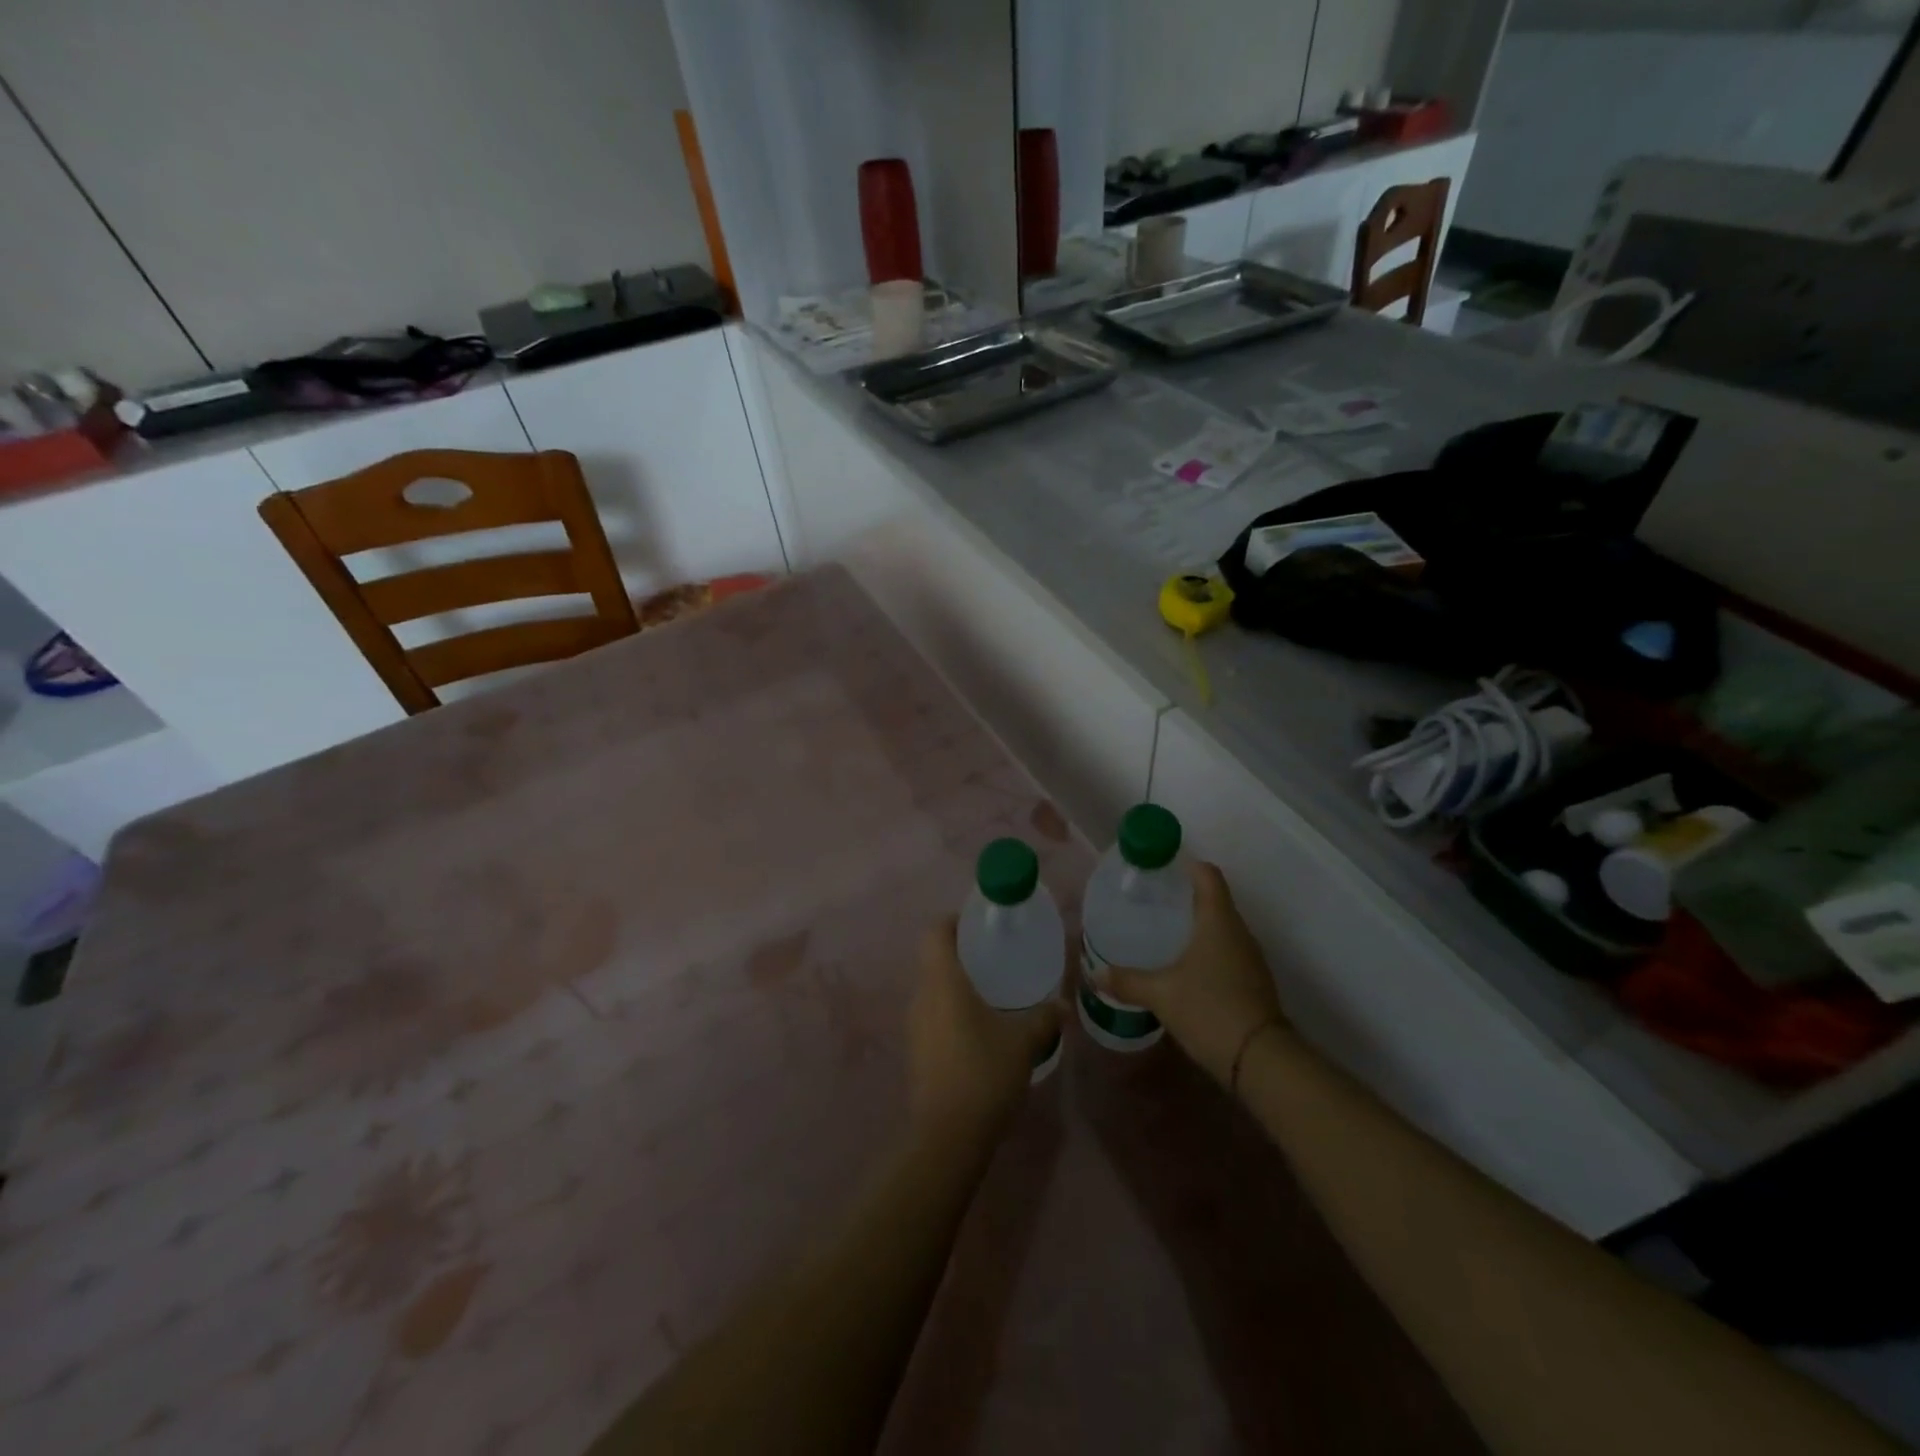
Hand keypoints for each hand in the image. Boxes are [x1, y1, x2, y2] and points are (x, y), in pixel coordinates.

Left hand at [908, 917, 1060, 1147]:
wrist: (947, 1136)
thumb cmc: (984, 1074)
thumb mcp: (1023, 1042)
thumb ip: (1043, 1018)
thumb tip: (1061, 1004)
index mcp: (942, 982)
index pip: (935, 932)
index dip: (953, 921)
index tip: (979, 923)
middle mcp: (921, 996)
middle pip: (934, 959)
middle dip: (961, 953)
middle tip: (995, 956)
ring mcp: (914, 1026)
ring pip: (933, 990)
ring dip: (957, 986)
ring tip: (992, 992)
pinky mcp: (916, 1051)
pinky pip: (933, 1015)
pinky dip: (952, 1011)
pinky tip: (980, 1029)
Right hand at [1091, 861, 1286, 1087]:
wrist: (1261, 1060)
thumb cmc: (1210, 1009)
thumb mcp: (1161, 994)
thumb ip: (1128, 980)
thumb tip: (1095, 973)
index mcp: (1218, 920)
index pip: (1208, 875)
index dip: (1186, 865)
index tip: (1160, 867)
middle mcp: (1238, 931)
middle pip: (1214, 899)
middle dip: (1184, 896)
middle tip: (1150, 901)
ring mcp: (1249, 958)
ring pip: (1220, 928)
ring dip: (1195, 925)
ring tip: (1161, 931)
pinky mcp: (1252, 982)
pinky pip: (1226, 951)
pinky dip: (1205, 950)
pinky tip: (1182, 966)